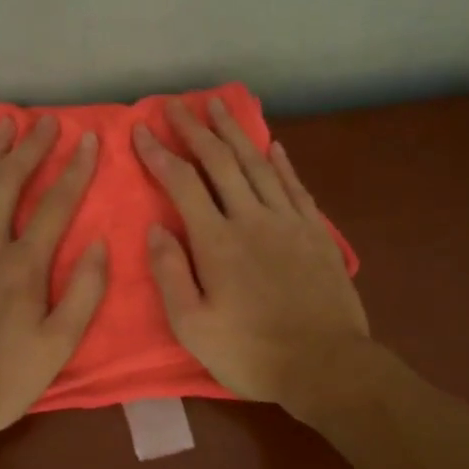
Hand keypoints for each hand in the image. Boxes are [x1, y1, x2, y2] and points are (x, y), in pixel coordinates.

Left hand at [0, 116, 106, 436]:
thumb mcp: (56, 348)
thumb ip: (84, 294)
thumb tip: (101, 244)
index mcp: (23, 267)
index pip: (55, 206)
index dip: (75, 170)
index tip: (89, 139)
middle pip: (8, 183)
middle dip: (30, 147)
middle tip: (44, 120)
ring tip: (3, 124)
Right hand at [133, 97, 370, 412]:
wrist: (326, 365)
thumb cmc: (252, 353)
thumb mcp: (193, 327)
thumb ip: (171, 274)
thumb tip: (154, 229)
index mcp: (217, 242)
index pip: (182, 184)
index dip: (159, 154)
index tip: (142, 130)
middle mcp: (252, 219)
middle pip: (220, 162)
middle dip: (195, 129)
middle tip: (176, 103)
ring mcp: (289, 222)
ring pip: (258, 165)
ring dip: (235, 133)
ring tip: (218, 107)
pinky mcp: (316, 234)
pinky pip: (295, 187)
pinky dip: (281, 163)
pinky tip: (273, 146)